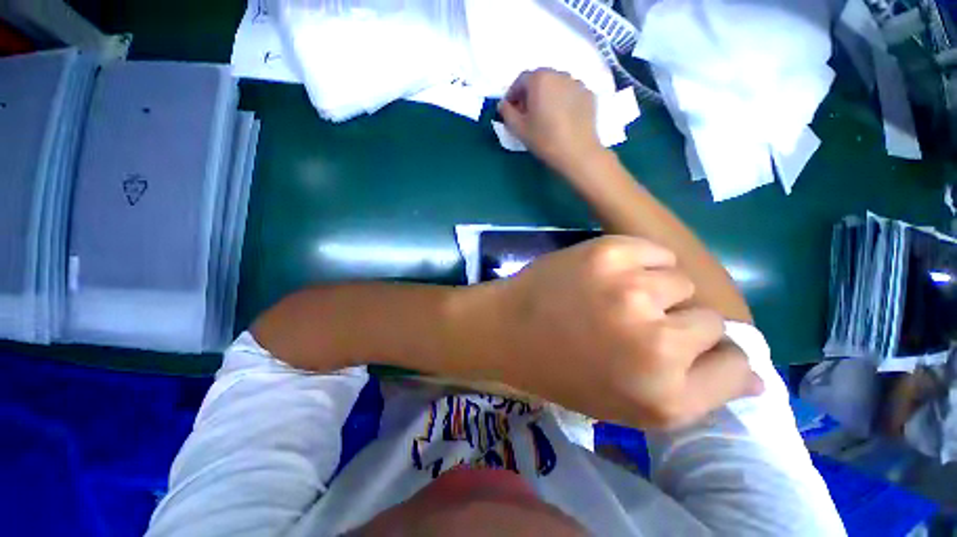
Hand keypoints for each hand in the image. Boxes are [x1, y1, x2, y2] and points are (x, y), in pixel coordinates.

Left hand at [465, 236, 762, 428]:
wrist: (508, 330)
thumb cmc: (562, 371)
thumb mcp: (626, 405)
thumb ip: (691, 394)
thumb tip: (756, 376)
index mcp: (664, 397)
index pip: (737, 368)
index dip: (716, 357)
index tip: (691, 350)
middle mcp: (657, 345)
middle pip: (711, 320)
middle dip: (681, 323)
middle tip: (634, 323)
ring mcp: (633, 291)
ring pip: (682, 282)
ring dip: (658, 290)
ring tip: (614, 299)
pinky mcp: (610, 254)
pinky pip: (656, 252)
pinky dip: (642, 262)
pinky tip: (608, 275)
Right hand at [498, 68, 606, 173]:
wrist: (577, 153)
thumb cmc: (544, 139)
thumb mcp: (519, 129)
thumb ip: (507, 113)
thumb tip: (503, 104)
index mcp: (539, 79)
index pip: (520, 81)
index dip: (512, 95)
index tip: (510, 111)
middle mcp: (559, 74)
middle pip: (539, 80)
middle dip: (530, 95)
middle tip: (527, 115)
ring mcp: (576, 83)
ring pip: (556, 86)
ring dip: (547, 97)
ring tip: (545, 117)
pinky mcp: (588, 95)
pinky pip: (570, 94)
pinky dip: (562, 102)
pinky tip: (561, 120)